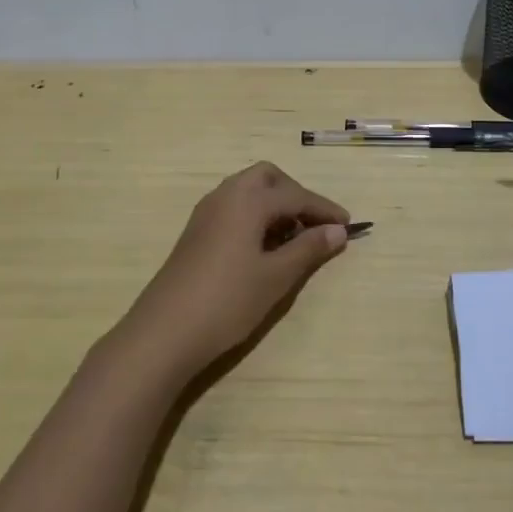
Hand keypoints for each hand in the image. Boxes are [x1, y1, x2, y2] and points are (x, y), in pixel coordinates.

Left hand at [118, 162, 350, 383]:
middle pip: (268, 178)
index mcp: (247, 200)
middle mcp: (225, 196)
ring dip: (275, 205)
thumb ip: (309, 249)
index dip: (324, 209)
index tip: (349, 225)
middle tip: (314, 225)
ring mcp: (206, 213)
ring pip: (248, 191)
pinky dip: (256, 216)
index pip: (296, 195)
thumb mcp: (276, 277)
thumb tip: (338, 230)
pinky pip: (234, 207)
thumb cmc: (227, 301)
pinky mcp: (196, 232)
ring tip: (293, 239)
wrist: (163, 333)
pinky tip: (264, 248)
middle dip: (295, 195)